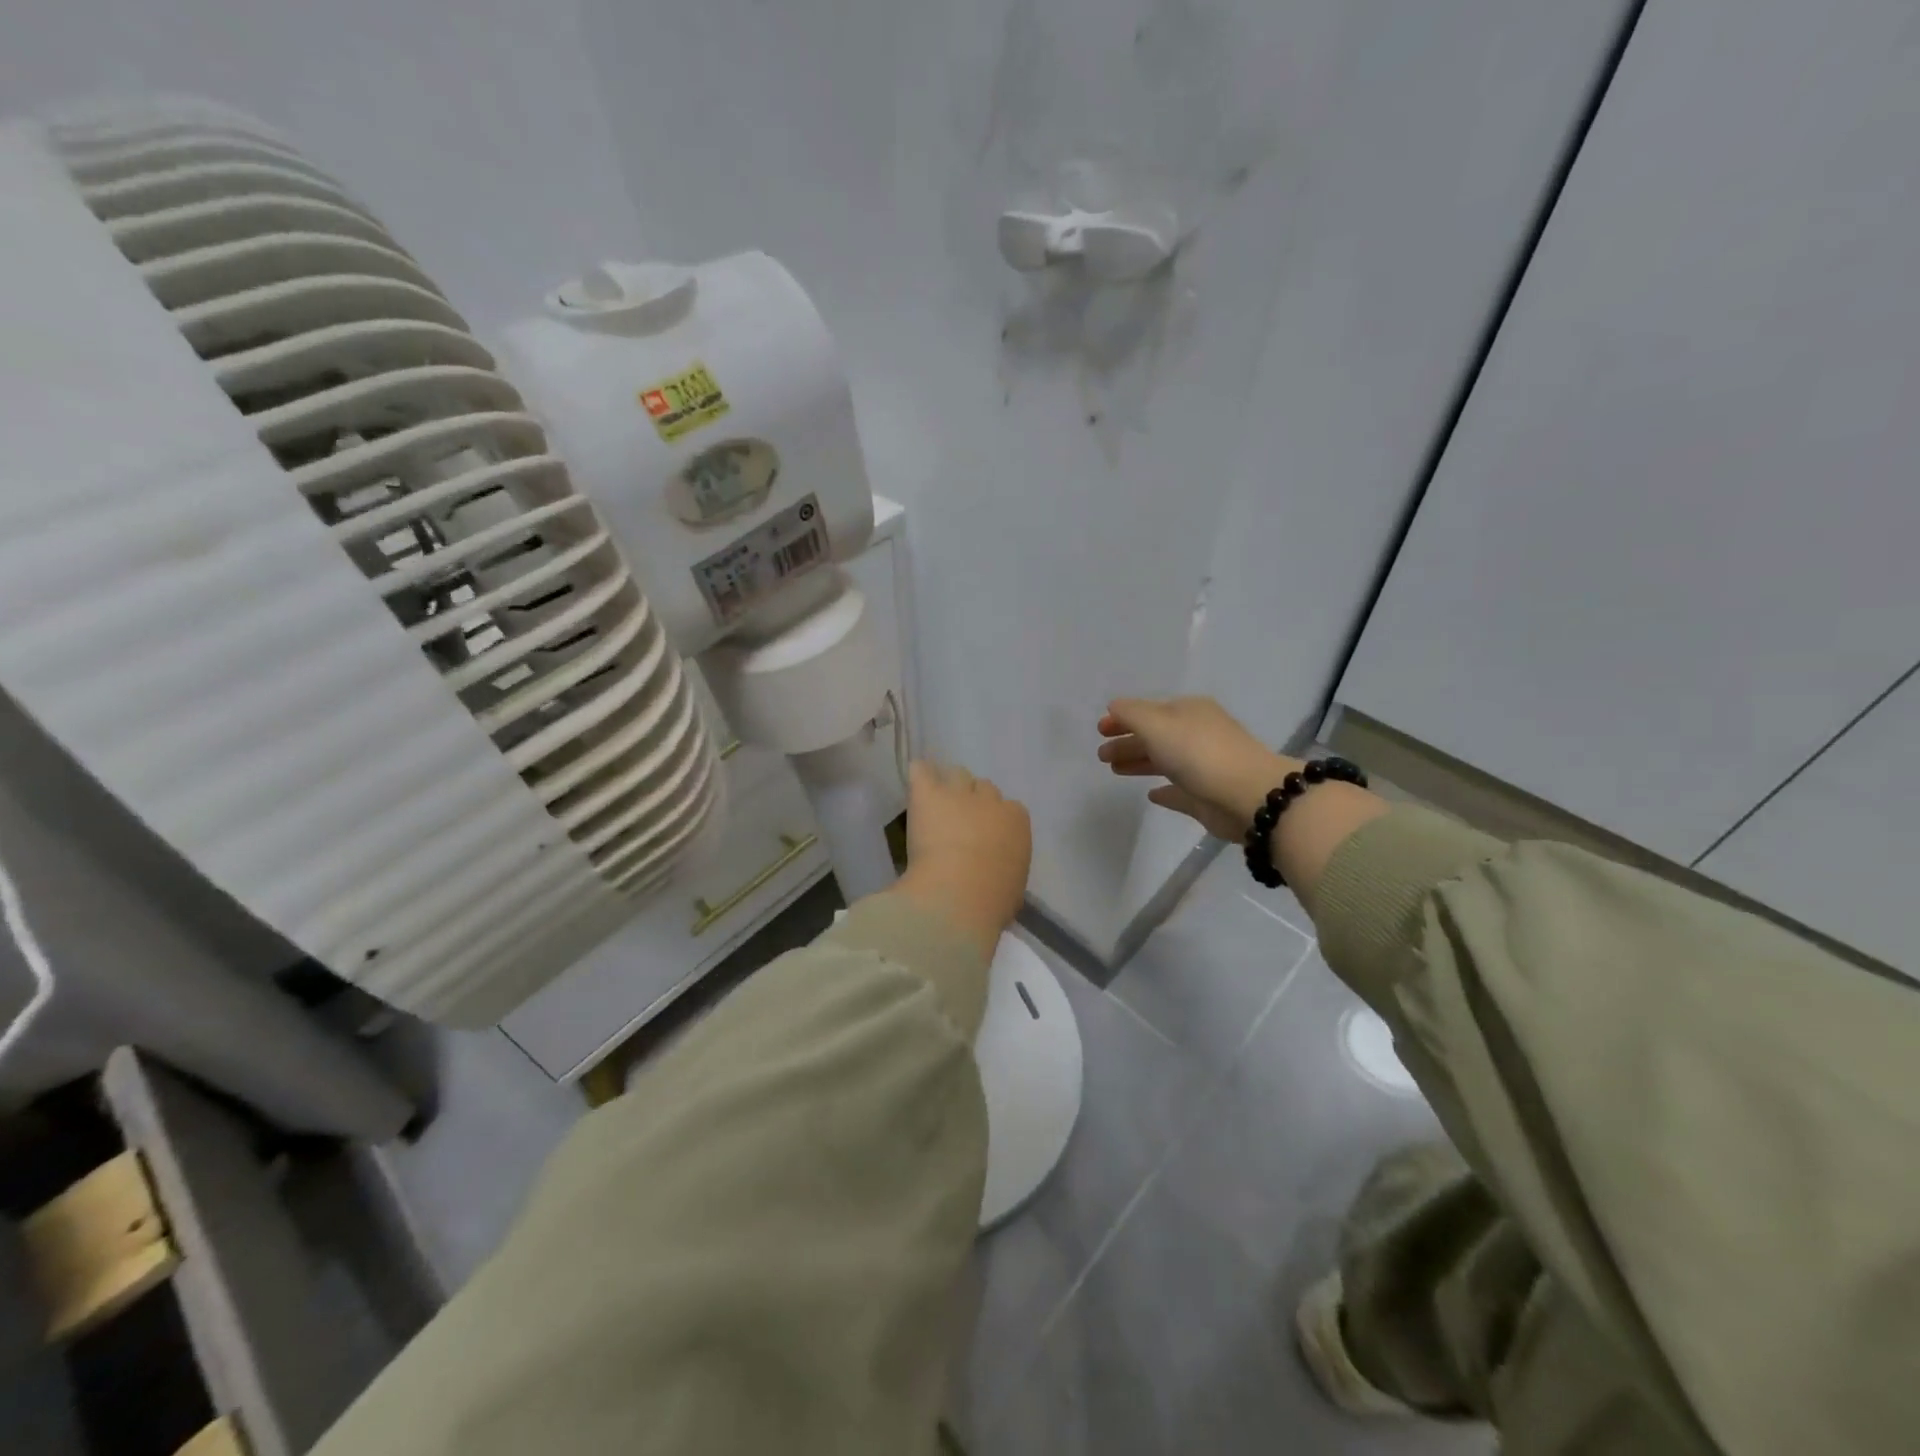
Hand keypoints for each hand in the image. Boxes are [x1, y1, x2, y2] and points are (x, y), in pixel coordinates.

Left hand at [894, 760, 1031, 959]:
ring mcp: (958, 794)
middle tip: (958, 823)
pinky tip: (915, 783)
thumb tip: (997, 872)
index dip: (995, 821)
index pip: (1010, 810)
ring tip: (935, 805)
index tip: (984, 838)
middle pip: (984, 789)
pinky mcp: (928, 794)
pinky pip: (922, 771)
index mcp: (1017, 822)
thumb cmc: (992, 900)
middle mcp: (991, 801)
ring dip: (948, 787)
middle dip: (973, 802)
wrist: (959, 894)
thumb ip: (1006, 868)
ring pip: (956, 775)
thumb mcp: (1011, 886)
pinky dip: (919, 775)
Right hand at [1097, 696, 1295, 841]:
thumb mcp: (1157, 724)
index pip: (1148, 711)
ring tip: (1114, 770)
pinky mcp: (1207, 796)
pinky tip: (1150, 794)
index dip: (1123, 719)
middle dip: (1127, 742)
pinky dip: (1164, 790)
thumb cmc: (1198, 753)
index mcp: (1189, 712)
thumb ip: (1131, 714)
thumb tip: (1114, 707)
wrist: (1247, 796)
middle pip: (1155, 736)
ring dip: (1139, 762)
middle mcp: (1197, 734)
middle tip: (1101, 755)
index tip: (1099, 730)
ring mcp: (1204, 766)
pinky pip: (1180, 790)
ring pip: (1164, 761)